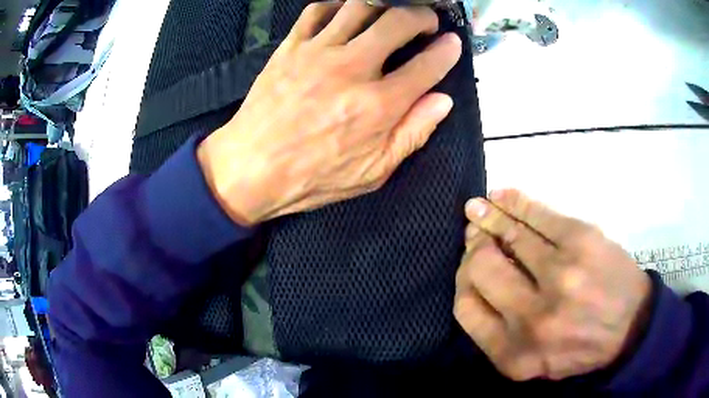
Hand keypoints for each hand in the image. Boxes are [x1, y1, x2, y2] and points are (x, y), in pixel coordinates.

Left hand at [198, 0, 461, 224]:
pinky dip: (338, 5)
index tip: (453, 43)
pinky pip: (318, 10)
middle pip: (398, 22)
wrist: (250, 168)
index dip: (447, 50)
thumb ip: (412, 134)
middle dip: (421, 16)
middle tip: (426, 22)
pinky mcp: (291, 46)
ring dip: (384, 6)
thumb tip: (442, 102)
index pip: (427, 66)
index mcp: (379, 106)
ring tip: (390, 15)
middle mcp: (352, 69)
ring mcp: (318, 52)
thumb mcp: (372, 173)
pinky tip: (346, 14)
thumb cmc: (311, 177)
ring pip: (361, 6)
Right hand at [454, 189, 652, 380]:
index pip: (466, 309)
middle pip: (481, 269)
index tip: (468, 267)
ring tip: (478, 208)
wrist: (631, 327)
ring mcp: (560, 274)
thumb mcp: (532, 361)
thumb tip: (474, 283)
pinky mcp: (582, 241)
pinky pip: (538, 215)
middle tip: (475, 235)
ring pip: (509, 236)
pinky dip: (515, 202)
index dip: (463, 282)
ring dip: (488, 217)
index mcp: (515, 353)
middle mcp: (533, 317)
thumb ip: (498, 334)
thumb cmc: (579, 348)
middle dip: (474, 249)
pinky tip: (499, 196)